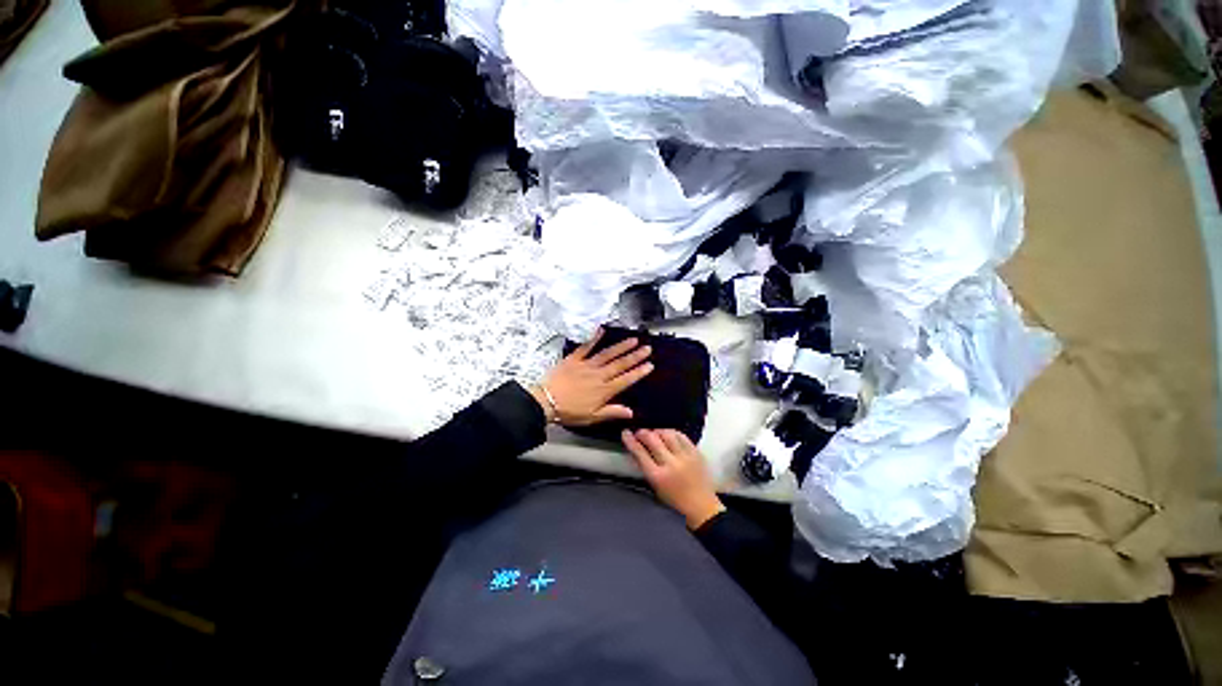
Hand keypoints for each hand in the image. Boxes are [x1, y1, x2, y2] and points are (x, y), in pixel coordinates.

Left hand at [530, 328, 653, 426]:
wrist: (546, 401)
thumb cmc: (569, 412)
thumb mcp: (592, 417)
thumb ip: (612, 412)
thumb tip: (631, 412)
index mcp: (604, 390)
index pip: (626, 379)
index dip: (639, 372)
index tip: (650, 365)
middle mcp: (599, 375)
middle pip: (620, 364)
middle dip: (635, 356)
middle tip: (647, 348)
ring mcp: (586, 365)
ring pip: (607, 354)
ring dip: (621, 346)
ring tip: (633, 339)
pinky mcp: (574, 358)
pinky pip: (586, 347)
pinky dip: (594, 338)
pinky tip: (601, 330)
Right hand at [622, 429, 724, 529]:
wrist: (702, 506)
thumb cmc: (674, 499)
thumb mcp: (655, 486)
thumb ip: (646, 467)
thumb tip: (636, 447)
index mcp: (658, 476)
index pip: (640, 453)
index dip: (631, 440)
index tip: (626, 432)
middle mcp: (671, 464)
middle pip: (653, 439)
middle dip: (643, 433)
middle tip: (640, 432)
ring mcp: (685, 457)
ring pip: (667, 434)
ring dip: (658, 431)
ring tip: (655, 433)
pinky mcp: (696, 452)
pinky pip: (681, 435)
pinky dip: (672, 433)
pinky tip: (668, 434)